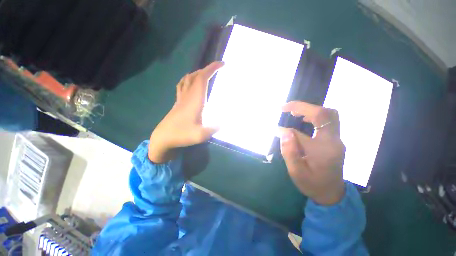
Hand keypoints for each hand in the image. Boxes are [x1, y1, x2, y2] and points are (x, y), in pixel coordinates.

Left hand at [148, 62, 223, 162]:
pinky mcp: (177, 103)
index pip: (203, 78)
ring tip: (206, 75)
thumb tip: (224, 122)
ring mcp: (181, 98)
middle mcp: (187, 95)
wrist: (163, 138)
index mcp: (195, 99)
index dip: (212, 68)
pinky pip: (182, 85)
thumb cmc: (182, 135)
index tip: (222, 64)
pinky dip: (188, 80)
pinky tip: (190, 83)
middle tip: (217, 70)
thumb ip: (214, 128)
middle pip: (196, 76)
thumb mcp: (201, 135)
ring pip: (188, 79)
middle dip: (207, 70)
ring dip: (198, 73)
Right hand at [280, 101, 345, 204]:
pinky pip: (329, 120)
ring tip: (293, 111)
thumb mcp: (296, 172)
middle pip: (325, 114)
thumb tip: (284, 131)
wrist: (332, 193)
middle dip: (303, 107)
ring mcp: (337, 139)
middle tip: (286, 108)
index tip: (275, 130)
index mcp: (322, 151)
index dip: (285, 131)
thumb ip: (289, 152)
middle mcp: (333, 141)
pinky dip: (315, 115)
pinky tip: (305, 119)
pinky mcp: (336, 139)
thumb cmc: (312, 184)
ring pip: (329, 114)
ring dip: (310, 109)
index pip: (300, 134)